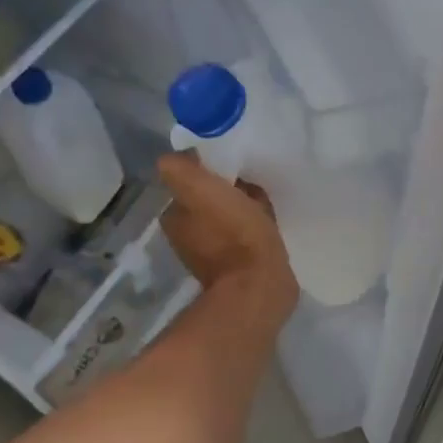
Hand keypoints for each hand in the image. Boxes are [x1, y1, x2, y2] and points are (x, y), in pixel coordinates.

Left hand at [157, 153, 297, 320]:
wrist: (260, 284)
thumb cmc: (232, 232)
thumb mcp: (200, 189)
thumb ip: (181, 169)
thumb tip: (178, 157)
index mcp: (174, 219)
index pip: (189, 185)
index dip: (209, 173)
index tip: (230, 167)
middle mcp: (187, 238)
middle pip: (209, 201)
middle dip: (228, 191)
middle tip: (250, 183)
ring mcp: (214, 256)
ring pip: (228, 217)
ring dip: (243, 208)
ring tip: (263, 202)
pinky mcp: (240, 268)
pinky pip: (245, 235)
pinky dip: (254, 227)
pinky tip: (269, 223)